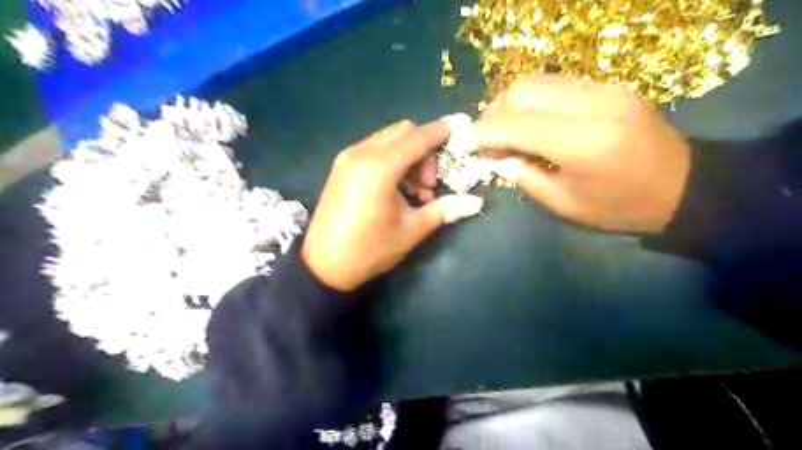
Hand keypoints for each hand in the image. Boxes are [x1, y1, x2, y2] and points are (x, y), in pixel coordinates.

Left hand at [299, 120, 475, 291]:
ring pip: (389, 139)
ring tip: (413, 191)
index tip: (459, 133)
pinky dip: (392, 159)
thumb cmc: (370, 250)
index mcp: (380, 168)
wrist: (324, 266)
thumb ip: (443, 210)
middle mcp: (361, 153)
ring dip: (409, 156)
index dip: (441, 132)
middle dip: (425, 151)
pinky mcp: (341, 166)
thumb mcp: (411, 230)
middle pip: (404, 132)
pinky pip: (375, 149)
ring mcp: (348, 157)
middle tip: (428, 185)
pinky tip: (395, 189)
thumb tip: (475, 202)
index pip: (418, 137)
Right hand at [470, 74, 691, 234]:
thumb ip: (525, 176)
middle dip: (494, 114)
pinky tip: (532, 123)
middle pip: (523, 90)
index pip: (515, 125)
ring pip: (538, 80)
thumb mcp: (565, 204)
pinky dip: (533, 102)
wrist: (685, 187)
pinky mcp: (609, 86)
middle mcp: (592, 105)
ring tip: (506, 132)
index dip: (482, 133)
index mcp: (581, 143)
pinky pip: (557, 84)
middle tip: (487, 141)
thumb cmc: (621, 207)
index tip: (463, 144)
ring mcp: (604, 89)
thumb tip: (498, 158)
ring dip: (511, 104)